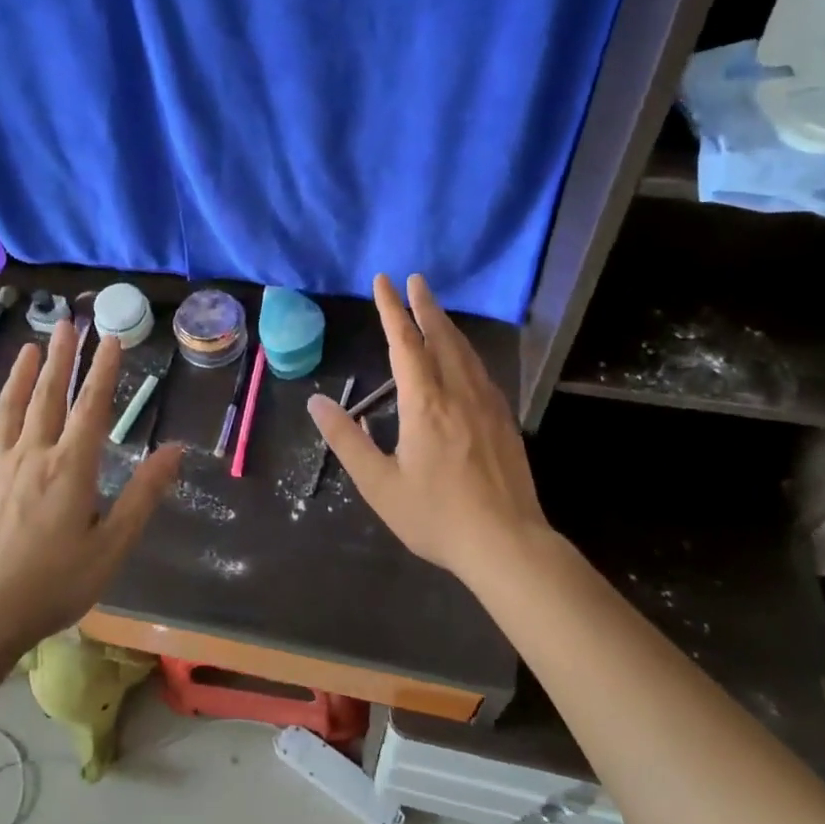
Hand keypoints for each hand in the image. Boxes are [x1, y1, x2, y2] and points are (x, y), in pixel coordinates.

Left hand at [0, 321, 179, 647]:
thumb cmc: (55, 583)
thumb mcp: (112, 545)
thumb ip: (143, 494)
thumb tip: (175, 450)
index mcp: (71, 466)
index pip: (92, 405)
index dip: (103, 369)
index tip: (111, 338)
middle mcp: (34, 456)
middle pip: (48, 396)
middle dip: (61, 358)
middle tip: (67, 324)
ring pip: (9, 411)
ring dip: (21, 377)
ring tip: (30, 348)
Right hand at [307, 274, 550, 590]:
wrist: (507, 544)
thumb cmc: (436, 516)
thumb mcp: (379, 484)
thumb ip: (347, 440)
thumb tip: (317, 403)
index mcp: (425, 403)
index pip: (404, 342)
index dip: (391, 309)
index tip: (384, 281)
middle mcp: (458, 392)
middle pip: (441, 336)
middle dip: (425, 306)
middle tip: (415, 279)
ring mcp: (487, 404)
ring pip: (465, 351)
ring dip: (447, 324)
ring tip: (435, 309)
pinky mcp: (504, 420)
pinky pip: (481, 370)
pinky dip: (466, 350)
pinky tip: (464, 358)